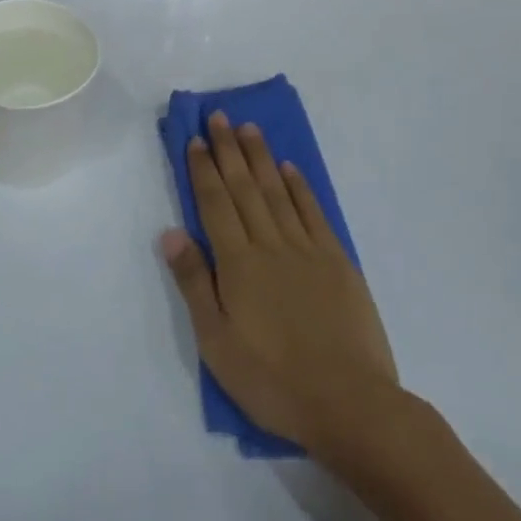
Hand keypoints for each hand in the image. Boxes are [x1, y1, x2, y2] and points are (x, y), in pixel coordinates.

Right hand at [161, 112, 400, 461]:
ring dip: (262, 158)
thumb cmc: (273, 380)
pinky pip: (314, 214)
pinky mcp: (338, 263)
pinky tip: (290, 169)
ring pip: (279, 192)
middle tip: (220, 116)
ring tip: (250, 129)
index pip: (215, 204)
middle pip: (245, 188)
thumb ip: (195, 283)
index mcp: (238, 264)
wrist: (350, 404)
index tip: (195, 139)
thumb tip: (170, 233)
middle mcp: (271, 245)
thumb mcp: (217, 342)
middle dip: (229, 150)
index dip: (203, 169)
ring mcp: (308, 251)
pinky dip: (300, 188)